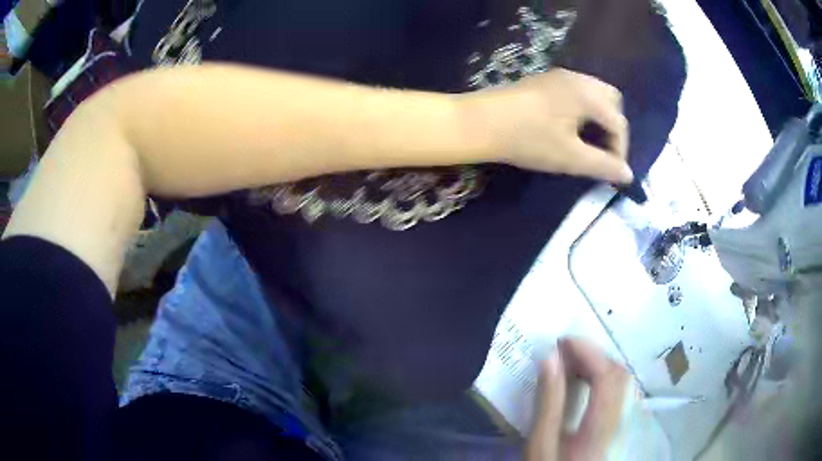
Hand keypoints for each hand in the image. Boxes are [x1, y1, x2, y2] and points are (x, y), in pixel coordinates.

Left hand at [464, 69, 632, 183]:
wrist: (479, 123)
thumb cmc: (527, 139)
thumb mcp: (570, 157)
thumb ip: (603, 166)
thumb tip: (628, 175)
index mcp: (587, 94)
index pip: (619, 122)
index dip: (621, 150)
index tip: (612, 173)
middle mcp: (577, 78)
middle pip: (612, 101)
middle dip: (613, 128)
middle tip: (603, 152)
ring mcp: (559, 76)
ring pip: (594, 94)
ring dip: (599, 118)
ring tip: (589, 142)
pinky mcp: (544, 80)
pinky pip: (577, 92)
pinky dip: (584, 110)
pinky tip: (571, 127)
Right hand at [526, 338, 630, 460]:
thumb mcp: (541, 445)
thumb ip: (549, 403)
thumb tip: (550, 359)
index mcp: (602, 429)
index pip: (607, 377)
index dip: (588, 352)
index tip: (562, 341)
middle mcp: (623, 424)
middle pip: (621, 377)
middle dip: (595, 357)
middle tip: (565, 353)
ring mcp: (628, 426)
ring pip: (625, 384)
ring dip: (602, 367)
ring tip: (573, 366)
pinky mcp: (625, 429)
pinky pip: (623, 395)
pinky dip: (607, 381)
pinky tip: (588, 386)